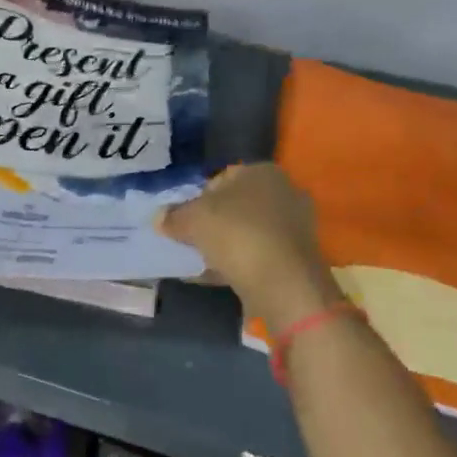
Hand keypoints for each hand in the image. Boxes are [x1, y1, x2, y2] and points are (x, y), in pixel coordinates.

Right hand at [159, 164, 342, 323]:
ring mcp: (295, 227)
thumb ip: (173, 216)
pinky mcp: (297, 259)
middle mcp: (285, 193)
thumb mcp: (192, 220)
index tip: (183, 219)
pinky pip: (259, 256)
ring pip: (248, 232)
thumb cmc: (237, 234)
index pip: (221, 178)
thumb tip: (159, 218)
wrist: (284, 284)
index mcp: (263, 171)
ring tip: (200, 263)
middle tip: (190, 240)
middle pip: (236, 206)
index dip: (197, 198)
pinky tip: (218, 278)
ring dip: (225, 245)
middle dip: (213, 223)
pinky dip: (239, 264)